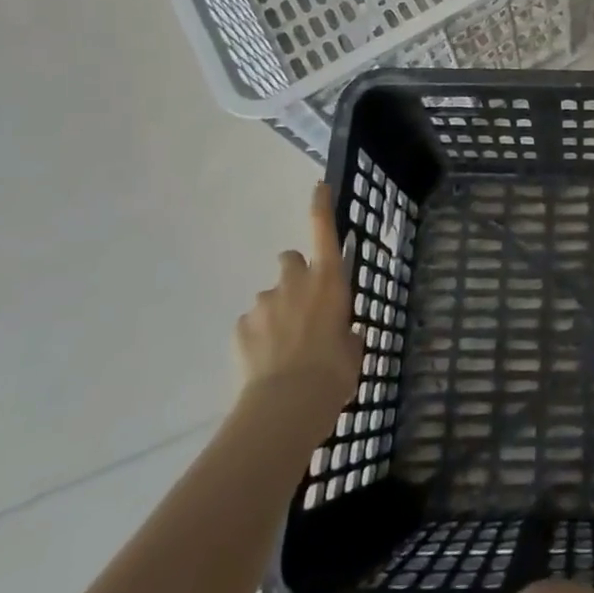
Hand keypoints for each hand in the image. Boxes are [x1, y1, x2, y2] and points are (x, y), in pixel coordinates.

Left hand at [235, 184, 363, 421]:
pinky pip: (251, 324)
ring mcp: (264, 303)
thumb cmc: (334, 372)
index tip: (318, 186)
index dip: (321, 207)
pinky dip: (257, 337)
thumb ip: (345, 332)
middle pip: (290, 260)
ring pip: (270, 297)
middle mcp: (295, 282)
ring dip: (276, 312)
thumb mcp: (352, 350)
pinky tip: (265, 363)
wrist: (287, 405)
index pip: (324, 231)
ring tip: (283, 348)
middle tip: (301, 304)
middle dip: (294, 275)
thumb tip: (340, 334)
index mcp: (329, 280)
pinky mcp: (240, 327)